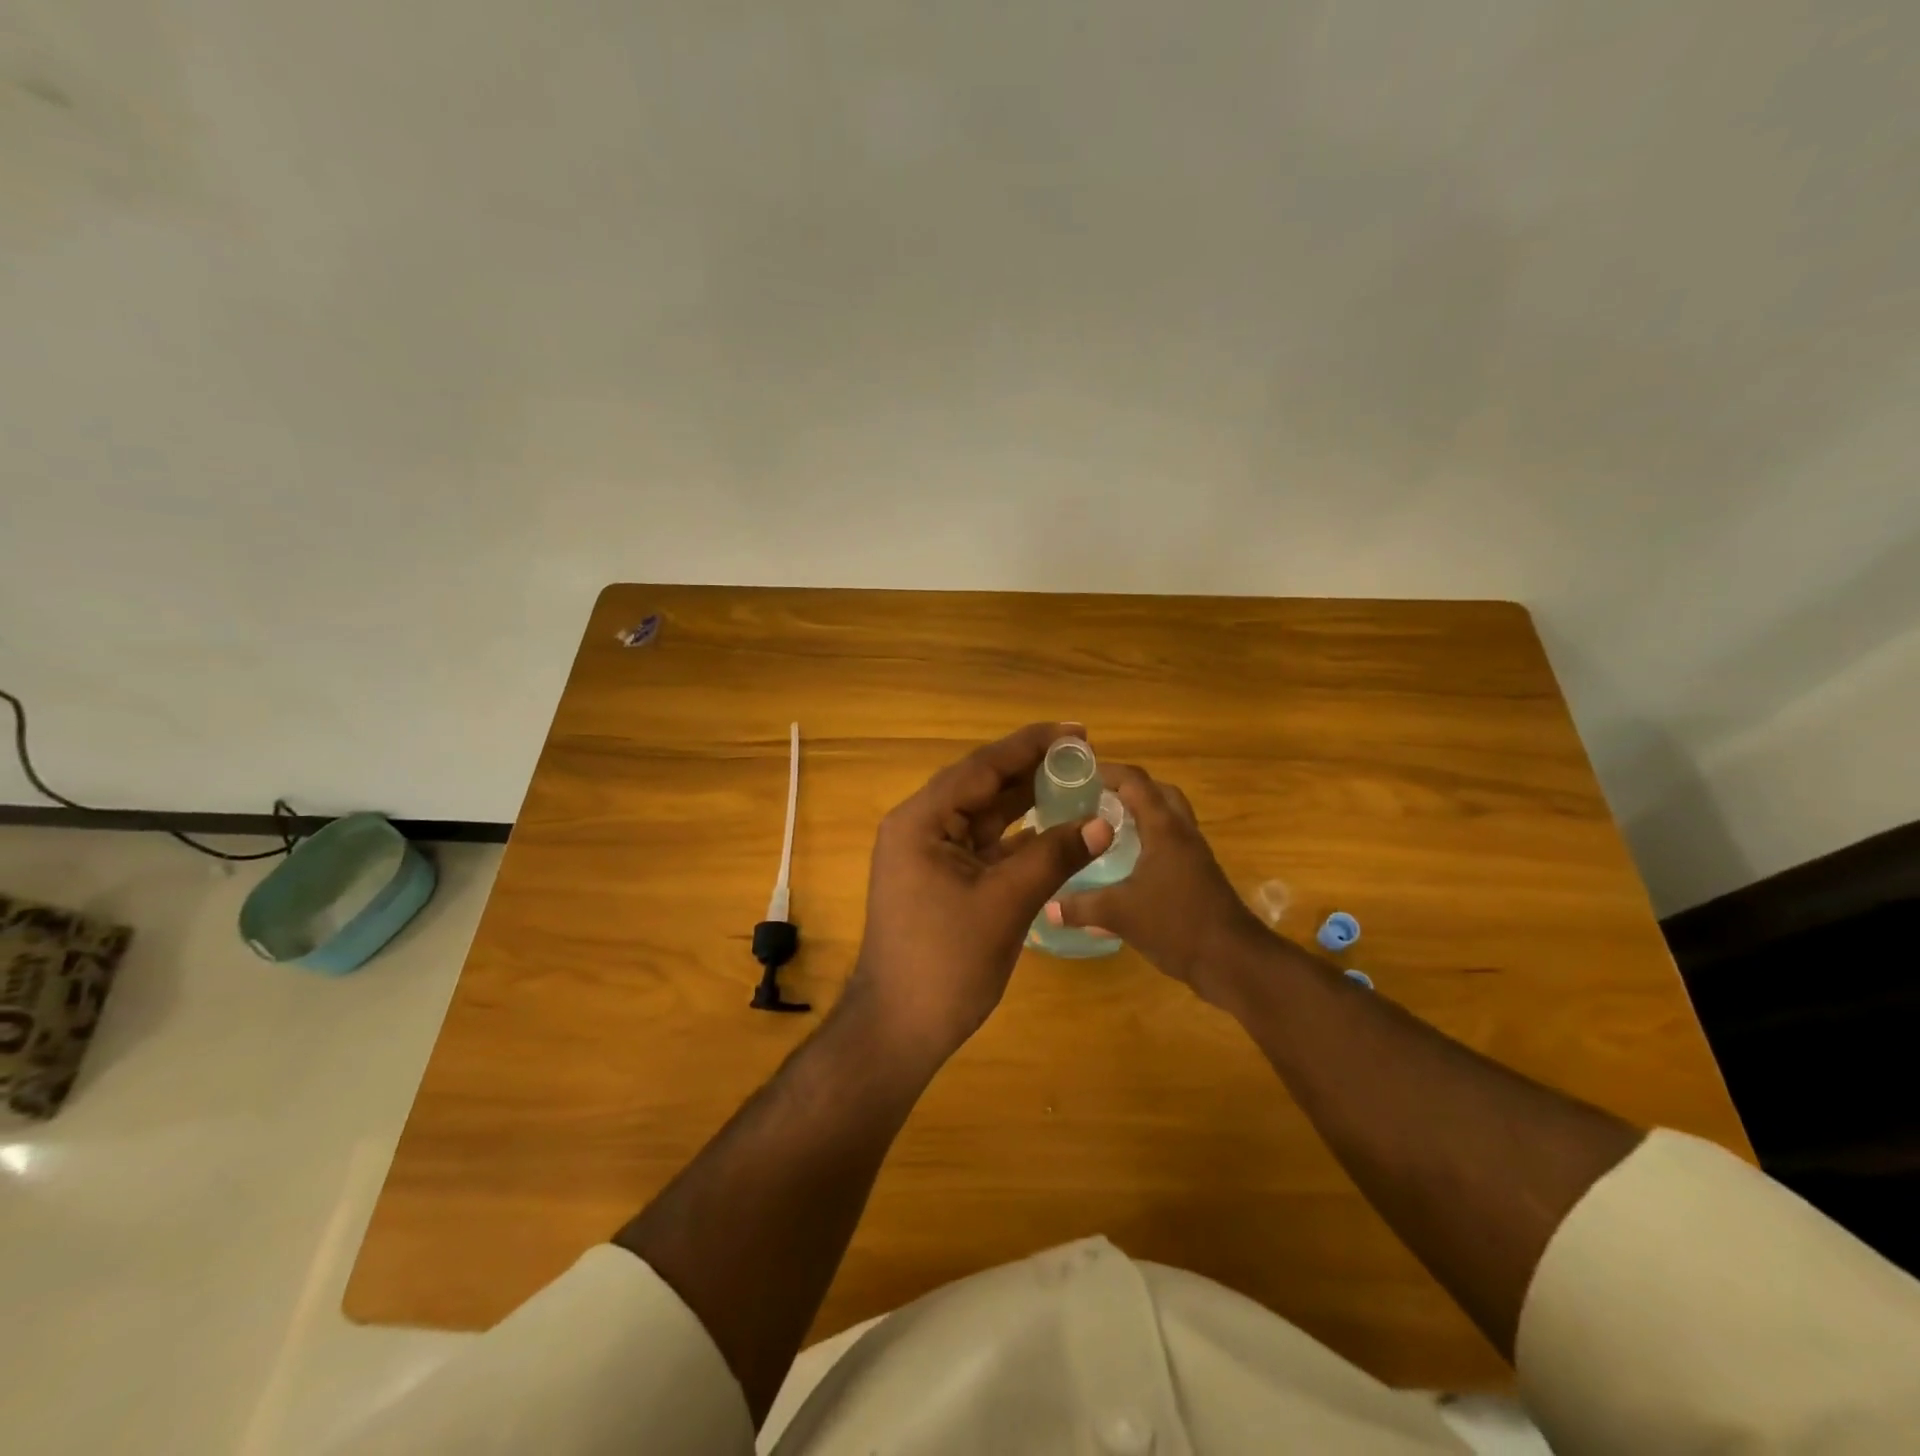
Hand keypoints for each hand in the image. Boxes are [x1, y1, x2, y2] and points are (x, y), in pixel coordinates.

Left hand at [848, 722, 1113, 1064]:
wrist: (899, 1029)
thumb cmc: (946, 962)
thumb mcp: (1005, 904)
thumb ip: (1054, 857)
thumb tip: (1103, 822)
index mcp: (921, 821)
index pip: (982, 767)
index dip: (1030, 745)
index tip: (1076, 730)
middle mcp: (920, 827)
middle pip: (982, 786)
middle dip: (1031, 769)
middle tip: (1083, 753)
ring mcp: (929, 855)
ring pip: (984, 815)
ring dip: (1027, 801)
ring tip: (1075, 782)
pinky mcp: (942, 879)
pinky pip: (984, 845)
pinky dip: (1018, 837)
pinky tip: (1054, 828)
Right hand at [1046, 763, 1270, 1006]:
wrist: (1234, 961)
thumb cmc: (1177, 924)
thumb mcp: (1120, 914)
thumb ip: (1081, 907)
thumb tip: (1047, 907)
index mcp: (1164, 829)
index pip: (1136, 782)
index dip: (1108, 772)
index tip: (1078, 774)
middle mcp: (1182, 833)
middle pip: (1158, 793)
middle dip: (1127, 789)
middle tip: (1094, 798)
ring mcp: (1194, 855)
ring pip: (1167, 819)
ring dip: (1140, 815)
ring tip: (1105, 827)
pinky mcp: (1198, 877)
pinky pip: (1170, 845)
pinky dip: (1148, 843)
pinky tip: (1125, 866)